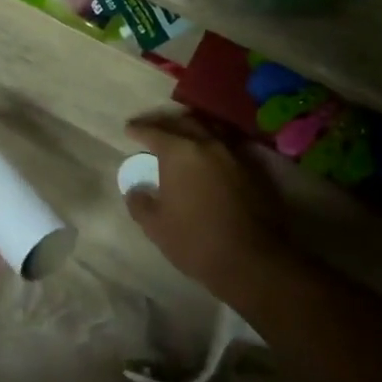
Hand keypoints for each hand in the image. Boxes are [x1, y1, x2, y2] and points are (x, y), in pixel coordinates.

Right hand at [122, 113, 287, 304]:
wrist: (251, 259)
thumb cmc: (195, 241)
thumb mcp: (155, 226)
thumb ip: (140, 203)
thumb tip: (136, 190)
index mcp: (179, 153)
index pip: (154, 132)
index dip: (139, 129)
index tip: (129, 129)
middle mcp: (207, 145)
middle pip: (184, 122)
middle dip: (166, 122)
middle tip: (153, 128)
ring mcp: (233, 155)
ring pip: (209, 129)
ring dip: (192, 128)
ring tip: (181, 135)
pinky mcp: (252, 169)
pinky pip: (226, 145)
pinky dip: (211, 143)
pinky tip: (207, 155)